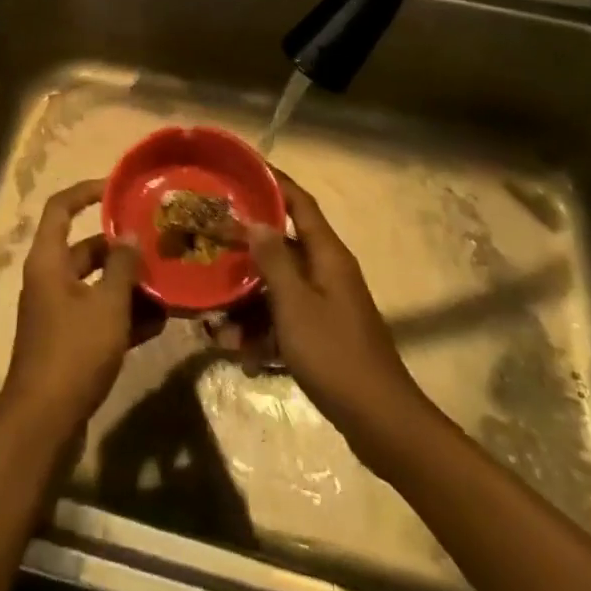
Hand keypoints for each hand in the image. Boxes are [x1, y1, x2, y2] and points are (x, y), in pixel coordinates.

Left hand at [0, 180, 160, 437]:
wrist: (45, 422)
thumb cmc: (73, 352)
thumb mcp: (106, 305)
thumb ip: (122, 267)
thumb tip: (129, 235)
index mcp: (48, 260)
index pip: (61, 208)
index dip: (87, 191)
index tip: (118, 188)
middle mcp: (49, 279)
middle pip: (85, 249)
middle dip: (120, 248)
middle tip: (157, 242)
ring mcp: (58, 312)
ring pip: (96, 284)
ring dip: (128, 284)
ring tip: (167, 280)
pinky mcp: (69, 341)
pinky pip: (99, 315)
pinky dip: (124, 315)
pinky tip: (159, 320)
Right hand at [241, 173, 427, 455]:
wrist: (381, 423)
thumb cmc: (335, 354)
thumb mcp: (295, 304)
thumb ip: (273, 260)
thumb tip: (255, 220)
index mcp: (327, 255)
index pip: (300, 203)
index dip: (273, 182)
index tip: (241, 168)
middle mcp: (327, 272)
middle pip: (282, 244)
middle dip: (245, 245)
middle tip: (209, 237)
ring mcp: (325, 304)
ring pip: (277, 287)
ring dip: (246, 299)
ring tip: (213, 315)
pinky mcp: (321, 334)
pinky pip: (283, 319)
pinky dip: (261, 332)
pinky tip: (238, 353)